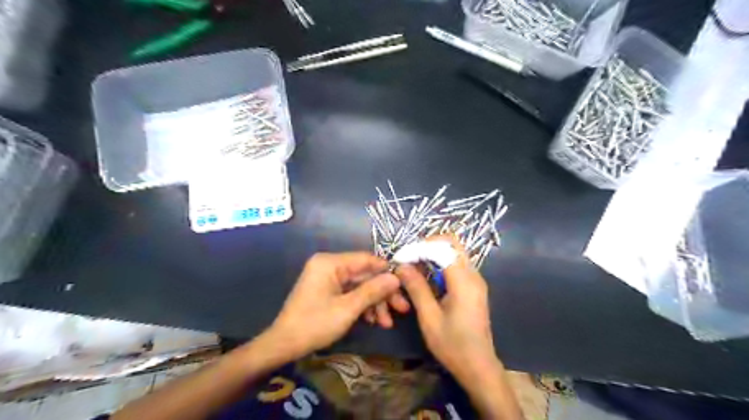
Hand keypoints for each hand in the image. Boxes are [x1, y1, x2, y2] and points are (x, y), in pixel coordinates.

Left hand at [265, 252, 400, 358]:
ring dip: (374, 303)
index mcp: (330, 263)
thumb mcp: (348, 308)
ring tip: (387, 323)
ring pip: (360, 286)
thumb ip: (373, 290)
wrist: (284, 345)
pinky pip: (350, 293)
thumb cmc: (315, 324)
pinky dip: (362, 306)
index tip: (405, 284)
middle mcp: (329, 265)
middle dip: (382, 293)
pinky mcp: (328, 290)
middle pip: (364, 275)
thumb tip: (396, 277)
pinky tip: (373, 321)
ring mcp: (328, 278)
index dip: (387, 271)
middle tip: (402, 309)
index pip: (366, 259)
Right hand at [393, 236, 499, 379]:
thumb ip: (416, 288)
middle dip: (428, 245)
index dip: (420, 248)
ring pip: (455, 252)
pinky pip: (457, 264)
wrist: (478, 366)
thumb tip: (401, 266)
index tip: (401, 258)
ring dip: (433, 253)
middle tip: (408, 257)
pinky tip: (427, 276)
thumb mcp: (429, 317)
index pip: (442, 248)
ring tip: (414, 266)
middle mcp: (473, 275)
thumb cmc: (453, 345)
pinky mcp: (474, 287)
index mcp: (464, 281)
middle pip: (452, 243)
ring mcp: (476, 280)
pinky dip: (440, 263)